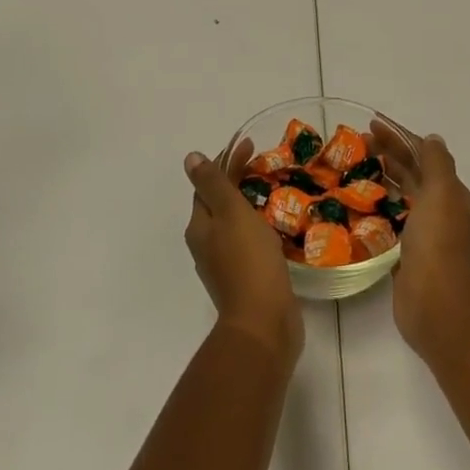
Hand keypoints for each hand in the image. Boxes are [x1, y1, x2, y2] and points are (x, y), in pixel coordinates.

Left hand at [183, 147, 302, 364]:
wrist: (263, 323)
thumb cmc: (248, 260)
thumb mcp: (230, 213)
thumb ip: (213, 184)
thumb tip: (190, 158)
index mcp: (199, 227)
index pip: (207, 184)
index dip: (227, 162)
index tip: (251, 146)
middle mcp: (206, 244)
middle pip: (220, 203)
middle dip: (239, 181)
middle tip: (267, 166)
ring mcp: (225, 264)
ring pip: (235, 224)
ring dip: (250, 205)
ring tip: (277, 192)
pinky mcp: (246, 280)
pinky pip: (250, 244)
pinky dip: (260, 228)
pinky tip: (278, 227)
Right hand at [369, 121, 469, 358]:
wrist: (435, 303)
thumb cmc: (437, 242)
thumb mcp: (441, 192)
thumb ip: (437, 163)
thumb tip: (432, 138)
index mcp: (450, 193)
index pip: (423, 154)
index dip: (399, 136)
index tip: (371, 124)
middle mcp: (438, 210)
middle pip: (410, 173)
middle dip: (386, 154)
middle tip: (354, 143)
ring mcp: (422, 233)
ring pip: (399, 196)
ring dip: (379, 178)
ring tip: (350, 168)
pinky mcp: (404, 254)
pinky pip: (388, 222)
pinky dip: (374, 208)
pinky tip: (354, 205)